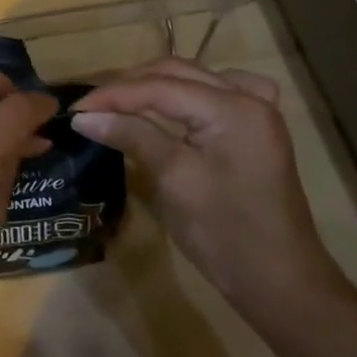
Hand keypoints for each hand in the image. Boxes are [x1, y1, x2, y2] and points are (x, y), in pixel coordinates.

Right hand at [71, 58, 343, 318]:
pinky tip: (175, 103)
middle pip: (176, 73)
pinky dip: (188, 91)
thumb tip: (83, 116)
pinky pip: (217, 92)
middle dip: (130, 85)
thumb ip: (132, 136)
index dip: (113, 95)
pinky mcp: (255, 129)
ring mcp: (257, 112)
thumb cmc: (226, 234)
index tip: (75, 109)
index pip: (159, 87)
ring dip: (154, 85)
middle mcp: (249, 98)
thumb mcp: (174, 180)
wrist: (281, 283)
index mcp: (233, 108)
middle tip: (91, 105)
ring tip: (118, 102)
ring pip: (194, 78)